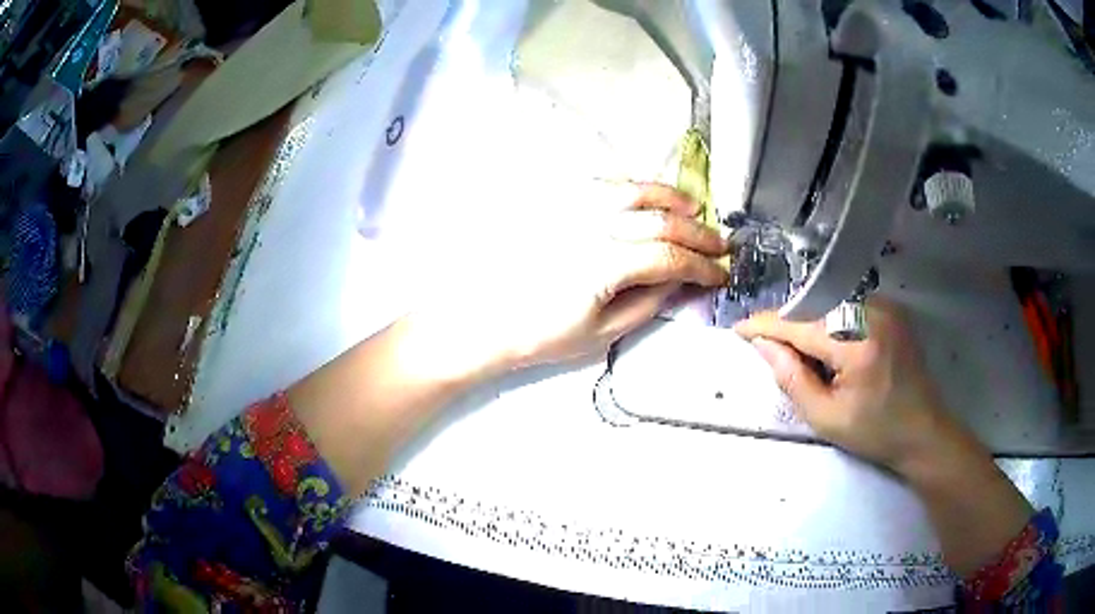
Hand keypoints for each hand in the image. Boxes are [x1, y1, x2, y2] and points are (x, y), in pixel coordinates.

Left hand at [427, 183, 729, 372]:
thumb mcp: (601, 332)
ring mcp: (571, 209)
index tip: (720, 273)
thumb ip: (648, 302)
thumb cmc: (540, 334)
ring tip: (692, 207)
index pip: (669, 256)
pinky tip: (646, 197)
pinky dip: (634, 187)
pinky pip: (604, 185)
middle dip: (697, 231)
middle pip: (659, 219)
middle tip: (719, 243)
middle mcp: (591, 227)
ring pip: (633, 191)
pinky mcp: (556, 204)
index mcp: (603, 263)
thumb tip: (681, 281)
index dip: (702, 265)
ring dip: (669, 197)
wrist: (485, 319)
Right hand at [734, 301, 950, 472]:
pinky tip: (831, 349)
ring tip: (804, 356)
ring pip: (829, 304)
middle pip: (814, 308)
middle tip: (770, 351)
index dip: (766, 325)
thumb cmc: (875, 432)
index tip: (738, 330)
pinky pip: (848, 306)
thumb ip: (791, 378)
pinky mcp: (891, 309)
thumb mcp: (826, 417)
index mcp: (857, 341)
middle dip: (788, 326)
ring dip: (809, 324)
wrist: (924, 430)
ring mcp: (885, 306)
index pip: (800, 323)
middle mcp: (872, 311)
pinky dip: (830, 322)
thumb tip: (762, 344)